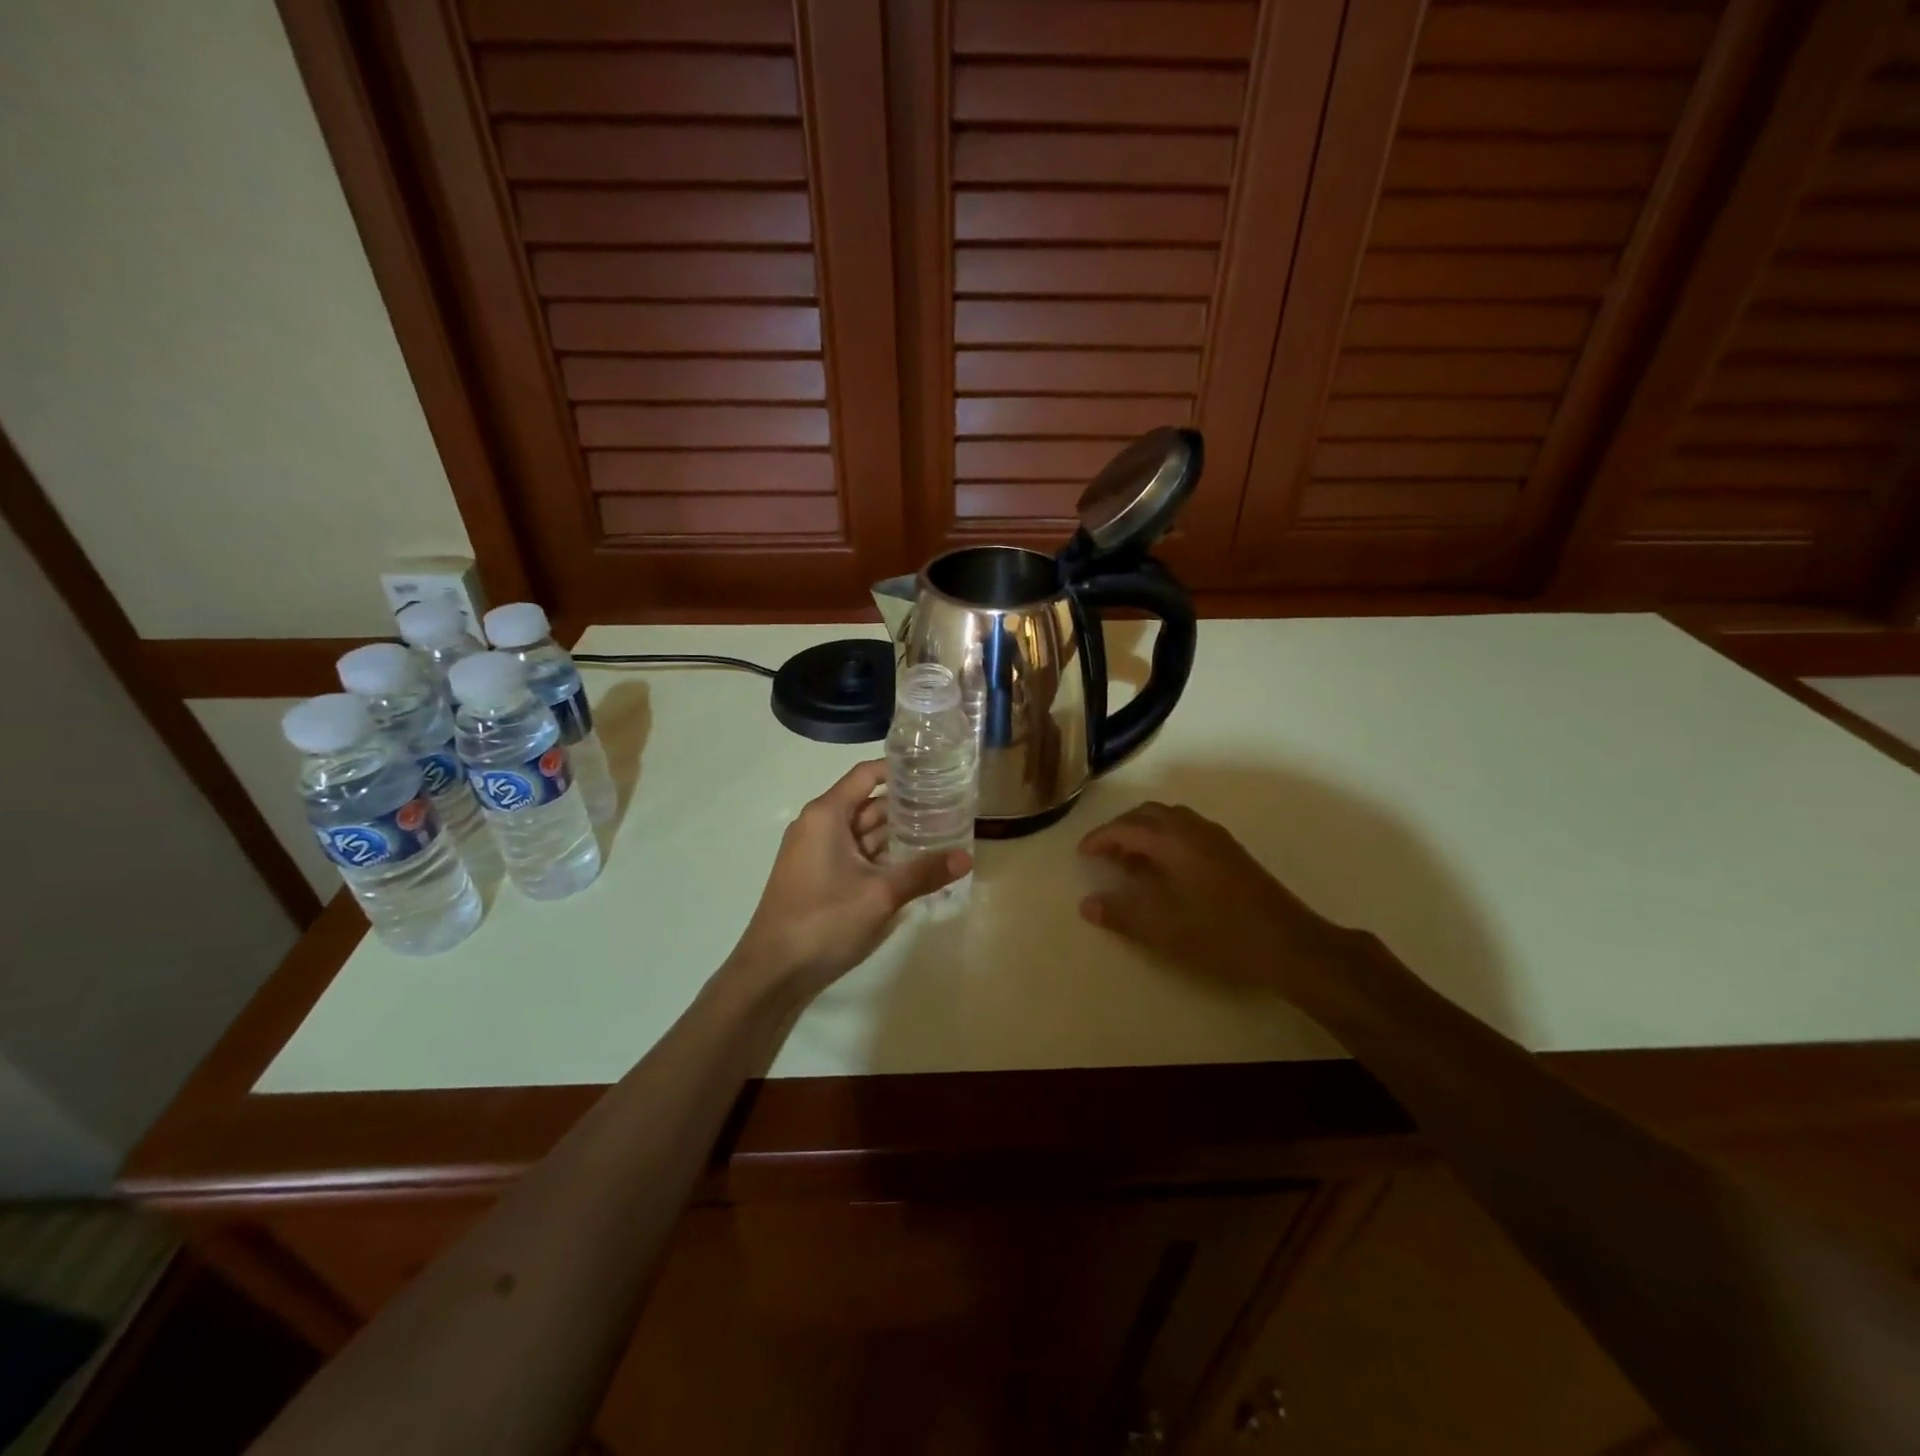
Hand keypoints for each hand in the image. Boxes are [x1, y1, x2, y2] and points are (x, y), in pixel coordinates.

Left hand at [727, 760, 969, 999]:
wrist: (773, 972)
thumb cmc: (823, 921)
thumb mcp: (881, 895)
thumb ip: (924, 872)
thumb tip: (968, 857)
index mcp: (827, 815)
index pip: (867, 775)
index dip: (899, 769)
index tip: (934, 769)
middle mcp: (819, 826)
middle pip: (868, 803)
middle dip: (907, 805)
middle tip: (950, 806)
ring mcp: (817, 853)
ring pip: (863, 832)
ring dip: (897, 833)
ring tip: (940, 832)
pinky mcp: (819, 877)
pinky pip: (856, 855)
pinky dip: (882, 856)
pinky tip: (913, 864)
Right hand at [1077, 801, 1357, 999]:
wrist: (1290, 945)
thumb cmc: (1221, 935)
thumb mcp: (1163, 929)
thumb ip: (1121, 913)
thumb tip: (1087, 904)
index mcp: (1174, 841)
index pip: (1126, 827)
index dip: (1100, 838)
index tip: (1082, 854)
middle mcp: (1193, 829)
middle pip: (1147, 814)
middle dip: (1120, 829)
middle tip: (1103, 854)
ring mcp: (1216, 838)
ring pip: (1169, 819)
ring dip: (1144, 832)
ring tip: (1129, 862)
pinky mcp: (1230, 852)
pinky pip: (1186, 830)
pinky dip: (1164, 838)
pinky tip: (1164, 870)